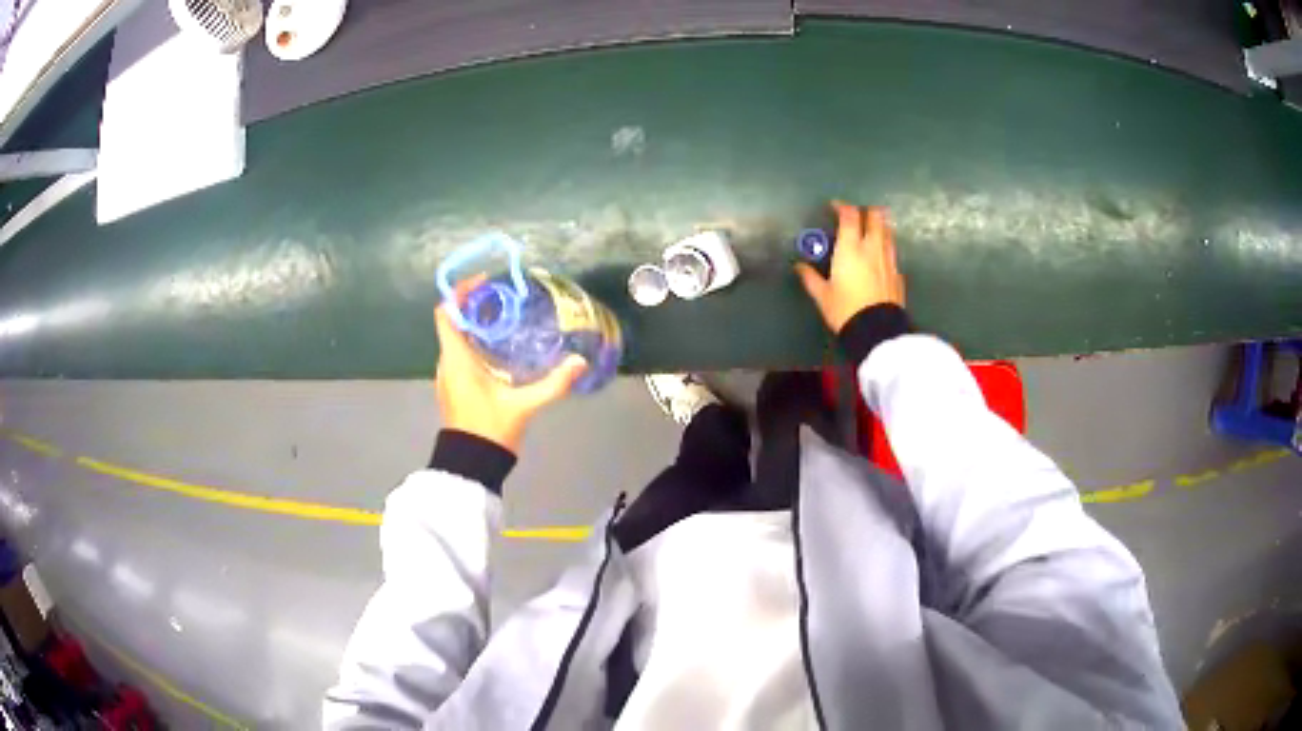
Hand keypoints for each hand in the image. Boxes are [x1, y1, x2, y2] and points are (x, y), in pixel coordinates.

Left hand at [434, 275, 586, 453]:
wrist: (472, 465)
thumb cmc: (490, 429)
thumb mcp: (523, 405)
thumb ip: (552, 384)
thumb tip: (580, 363)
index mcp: (456, 359)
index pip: (446, 313)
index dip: (460, 292)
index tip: (484, 283)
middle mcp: (447, 362)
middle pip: (454, 322)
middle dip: (476, 306)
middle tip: (505, 298)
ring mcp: (448, 377)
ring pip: (457, 339)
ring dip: (476, 325)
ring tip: (506, 319)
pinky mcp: (454, 388)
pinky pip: (461, 355)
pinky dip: (476, 344)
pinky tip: (501, 350)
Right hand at [795, 202, 905, 332]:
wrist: (876, 331)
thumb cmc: (846, 310)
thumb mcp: (823, 296)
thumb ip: (810, 278)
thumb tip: (799, 267)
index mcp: (851, 248)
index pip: (850, 215)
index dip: (842, 206)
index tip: (835, 207)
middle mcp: (872, 248)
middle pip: (875, 217)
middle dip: (867, 211)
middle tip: (858, 215)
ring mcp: (889, 260)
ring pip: (888, 232)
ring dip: (880, 226)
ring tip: (871, 230)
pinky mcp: (898, 274)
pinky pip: (892, 253)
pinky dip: (886, 248)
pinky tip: (880, 257)